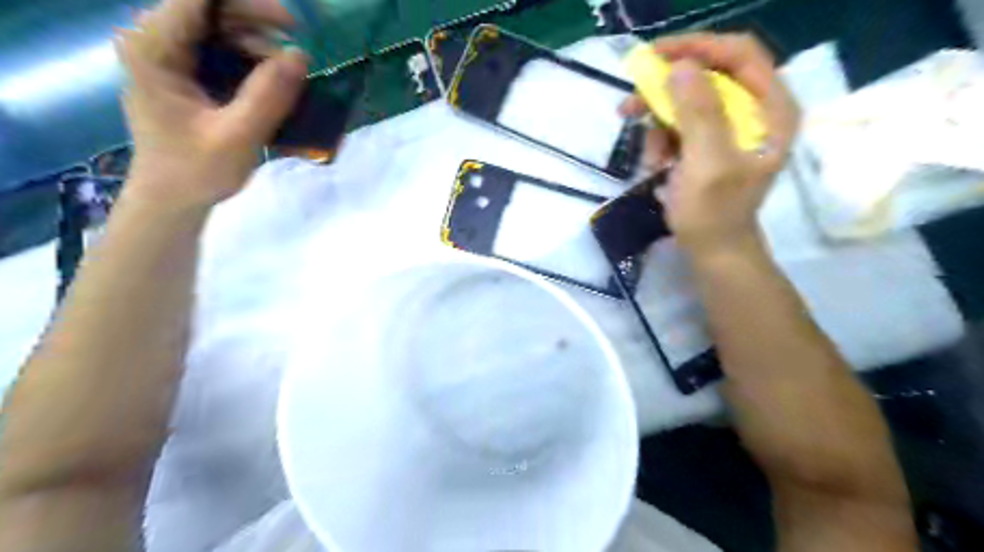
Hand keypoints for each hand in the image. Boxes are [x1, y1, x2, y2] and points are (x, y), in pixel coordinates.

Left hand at [119, 1, 309, 207]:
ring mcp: (170, 55)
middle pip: (211, 8)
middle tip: (298, 56)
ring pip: (220, 27)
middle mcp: (156, 41)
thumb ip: (267, 96)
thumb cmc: (197, 171)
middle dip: (259, 24)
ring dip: (259, 46)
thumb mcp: (237, 136)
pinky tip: (273, 83)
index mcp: (154, 48)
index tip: (291, 25)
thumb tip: (300, 55)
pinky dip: (252, 61)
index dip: (248, 5)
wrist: (173, 198)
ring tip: (289, 78)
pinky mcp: (185, 72)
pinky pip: (222, 49)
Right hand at [622, 32, 798, 257]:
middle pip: (709, 75)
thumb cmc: (714, 213)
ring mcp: (729, 128)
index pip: (739, 54)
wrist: (712, 251)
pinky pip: (679, 126)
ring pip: (687, 102)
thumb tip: (680, 66)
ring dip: (660, 124)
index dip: (698, 47)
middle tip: (632, 104)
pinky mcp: (708, 144)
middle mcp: (754, 111)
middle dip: (667, 91)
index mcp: (771, 109)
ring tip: (651, 156)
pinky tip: (657, 166)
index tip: (656, 56)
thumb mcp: (707, 163)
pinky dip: (662, 142)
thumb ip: (699, 112)